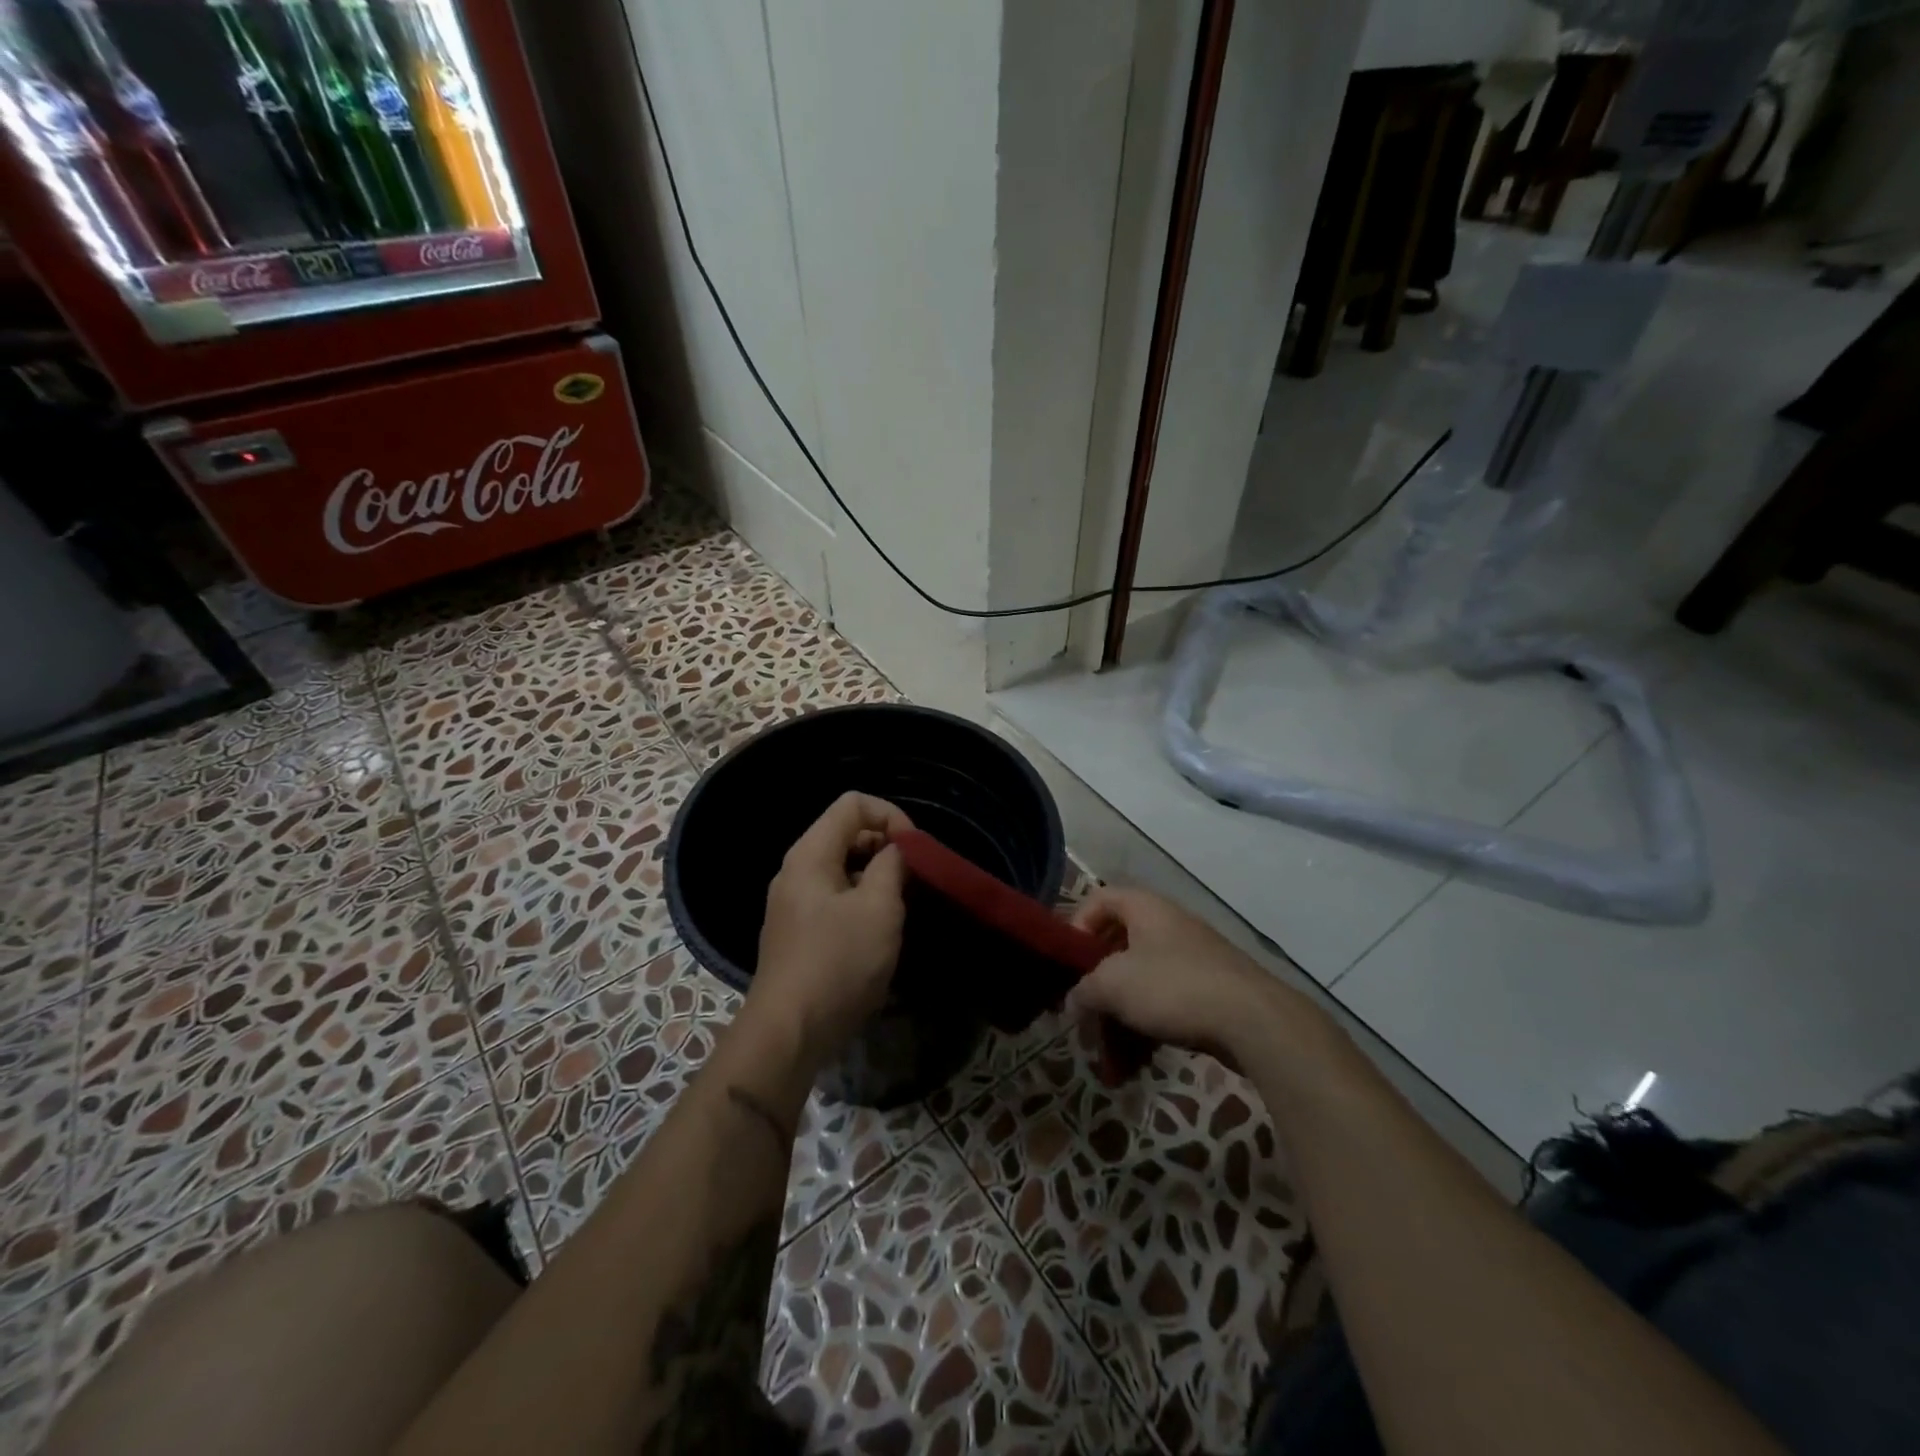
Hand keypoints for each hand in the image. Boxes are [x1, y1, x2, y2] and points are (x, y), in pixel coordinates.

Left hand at [751, 792, 914, 1067]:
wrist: (790, 1032)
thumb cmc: (838, 963)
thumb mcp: (878, 908)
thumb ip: (892, 866)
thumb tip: (898, 850)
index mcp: (811, 854)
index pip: (854, 804)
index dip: (891, 815)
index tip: (916, 850)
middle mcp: (797, 870)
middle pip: (846, 832)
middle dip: (886, 846)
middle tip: (915, 878)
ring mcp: (794, 902)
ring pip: (843, 867)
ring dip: (877, 876)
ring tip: (904, 904)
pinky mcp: (799, 931)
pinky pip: (836, 897)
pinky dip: (862, 900)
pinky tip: (880, 930)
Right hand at [1068, 887, 1280, 1065]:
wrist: (1253, 1020)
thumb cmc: (1173, 986)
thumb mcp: (1113, 985)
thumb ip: (1083, 990)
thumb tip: (1073, 1002)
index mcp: (1144, 909)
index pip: (1099, 900)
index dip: (1077, 926)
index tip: (1069, 964)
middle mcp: (1167, 926)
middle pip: (1117, 950)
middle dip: (1097, 991)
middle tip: (1083, 1023)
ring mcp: (1191, 960)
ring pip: (1140, 985)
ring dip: (1119, 1022)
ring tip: (1110, 1062)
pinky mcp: (1208, 993)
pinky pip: (1164, 1006)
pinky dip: (1146, 1031)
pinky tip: (1136, 1067)